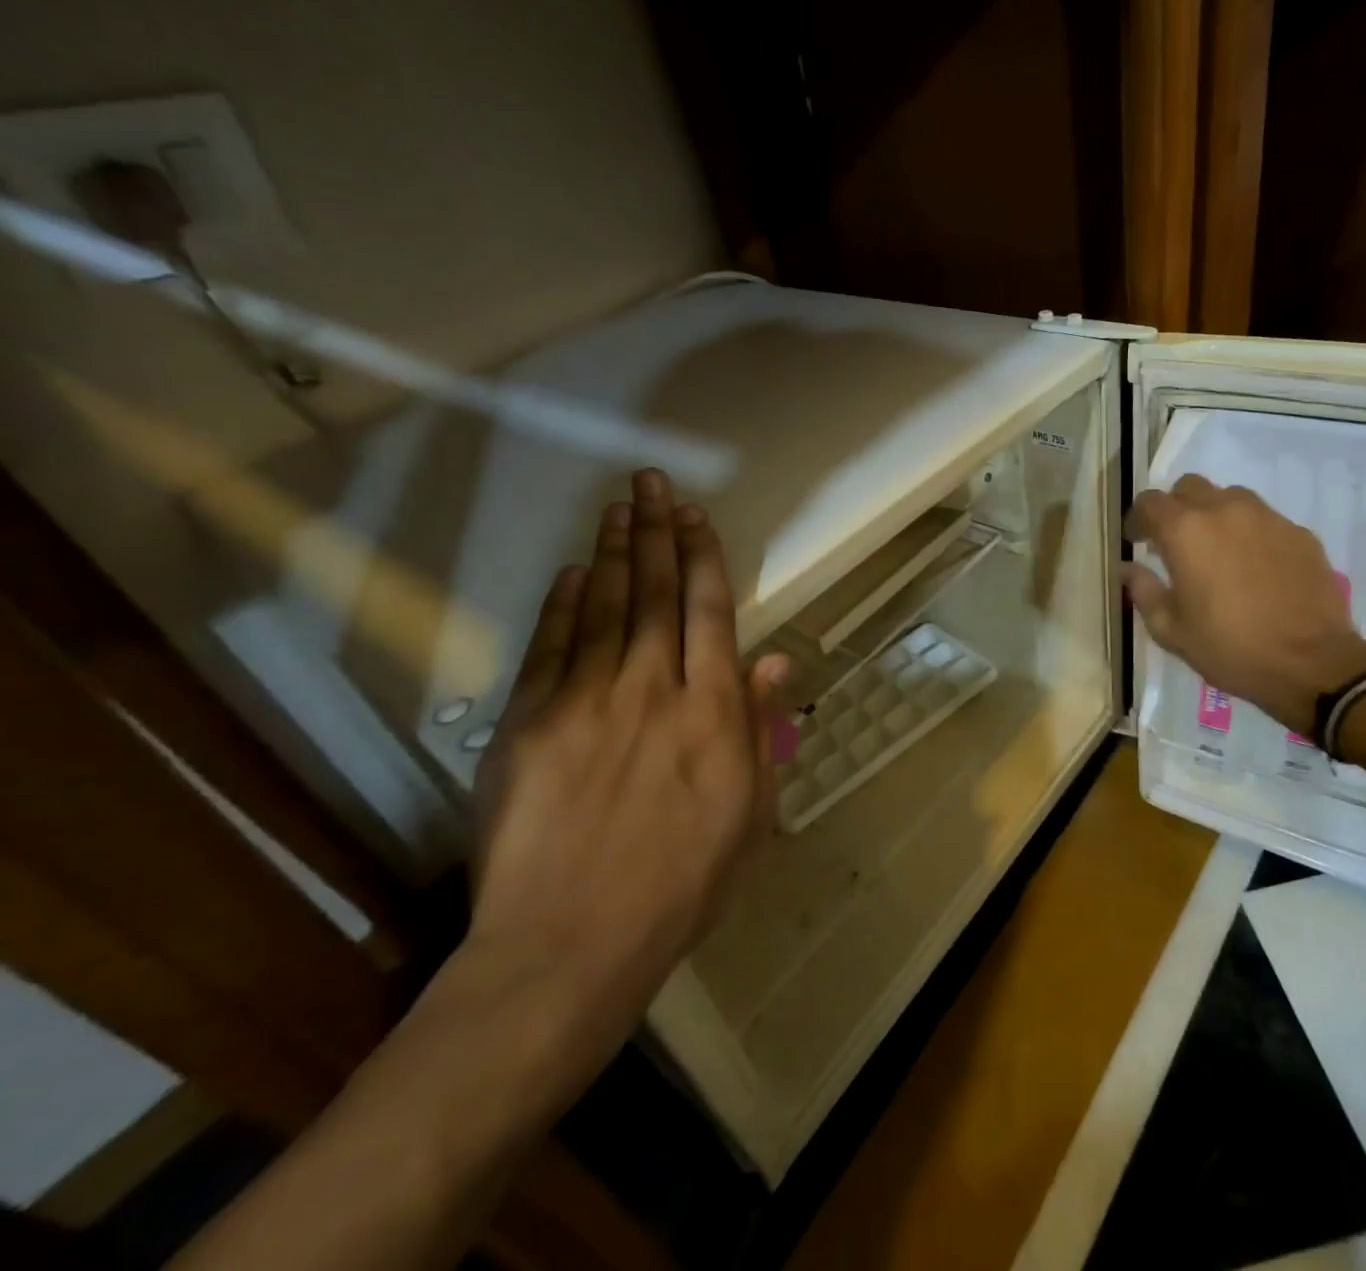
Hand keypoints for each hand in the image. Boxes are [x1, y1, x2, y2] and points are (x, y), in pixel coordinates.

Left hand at [467, 469, 786, 1052]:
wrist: (570, 946)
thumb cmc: (682, 886)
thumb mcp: (749, 815)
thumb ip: (760, 731)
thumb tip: (774, 664)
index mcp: (712, 712)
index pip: (709, 611)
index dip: (703, 557)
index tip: (695, 515)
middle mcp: (652, 689)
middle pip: (655, 593)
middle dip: (657, 531)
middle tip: (652, 483)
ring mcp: (585, 701)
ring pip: (604, 606)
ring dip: (613, 551)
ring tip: (619, 505)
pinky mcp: (528, 723)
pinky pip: (550, 647)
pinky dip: (562, 604)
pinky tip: (571, 571)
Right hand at [1122, 476, 1365, 732]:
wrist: (1311, 664)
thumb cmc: (1229, 647)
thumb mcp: (1170, 629)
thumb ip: (1143, 591)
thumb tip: (1128, 569)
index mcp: (1185, 531)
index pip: (1150, 502)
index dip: (1138, 519)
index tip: (1137, 541)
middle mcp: (1225, 511)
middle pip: (1190, 487)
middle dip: (1176, 508)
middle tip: (1175, 542)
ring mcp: (1267, 518)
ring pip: (1231, 497)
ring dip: (1215, 514)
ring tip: (1217, 550)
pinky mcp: (1299, 533)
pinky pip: (1265, 520)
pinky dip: (1250, 533)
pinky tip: (1255, 567)